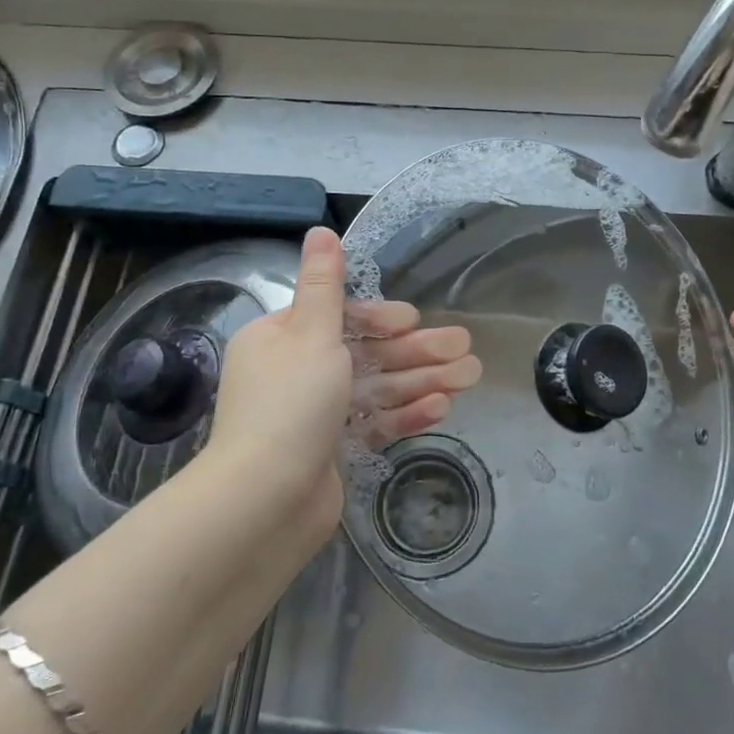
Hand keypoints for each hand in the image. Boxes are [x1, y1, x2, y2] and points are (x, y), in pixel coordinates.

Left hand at [205, 226, 481, 534]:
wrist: (263, 502)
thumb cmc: (290, 404)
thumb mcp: (311, 333)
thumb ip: (324, 284)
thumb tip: (319, 230)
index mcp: (280, 339)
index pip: (339, 317)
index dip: (381, 317)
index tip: (413, 321)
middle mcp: (295, 373)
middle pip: (365, 353)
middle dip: (416, 350)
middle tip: (466, 348)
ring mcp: (314, 415)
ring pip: (376, 388)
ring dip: (422, 380)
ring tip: (469, 376)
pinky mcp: (331, 451)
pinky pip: (373, 422)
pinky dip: (405, 413)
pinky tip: (443, 407)